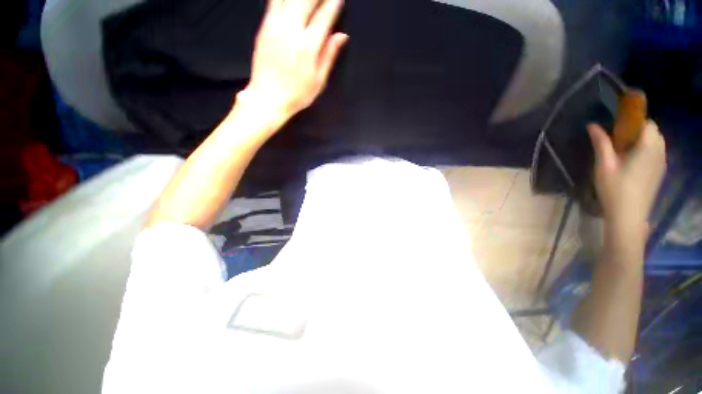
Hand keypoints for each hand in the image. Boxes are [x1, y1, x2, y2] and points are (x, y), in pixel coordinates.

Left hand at [243, 0, 347, 118]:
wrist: (268, 97)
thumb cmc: (296, 94)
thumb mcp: (318, 80)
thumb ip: (329, 55)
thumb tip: (341, 36)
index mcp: (308, 46)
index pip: (324, 16)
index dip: (333, 4)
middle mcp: (291, 30)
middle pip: (306, 0)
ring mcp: (275, 26)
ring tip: (309, 0)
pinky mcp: (264, 27)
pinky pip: (274, 2)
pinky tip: (291, 2)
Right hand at [588, 121, 666, 240]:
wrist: (629, 215)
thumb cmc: (615, 189)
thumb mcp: (604, 165)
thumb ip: (601, 143)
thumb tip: (592, 125)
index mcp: (647, 148)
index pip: (648, 124)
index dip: (635, 122)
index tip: (619, 128)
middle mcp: (659, 152)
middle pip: (654, 132)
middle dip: (639, 131)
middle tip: (620, 141)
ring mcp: (662, 164)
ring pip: (657, 143)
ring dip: (644, 141)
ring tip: (626, 152)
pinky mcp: (660, 173)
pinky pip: (658, 154)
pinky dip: (648, 151)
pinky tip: (634, 163)